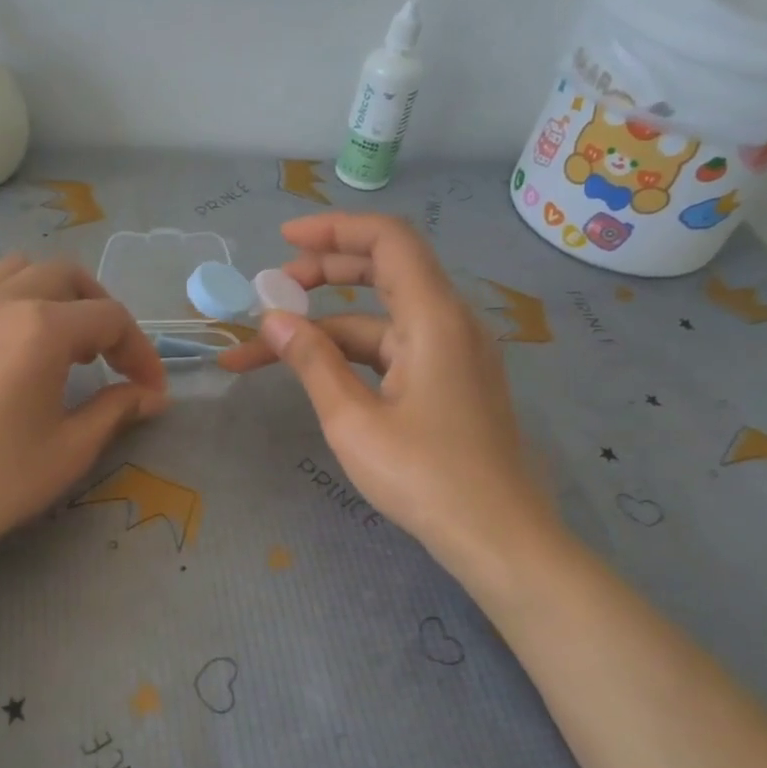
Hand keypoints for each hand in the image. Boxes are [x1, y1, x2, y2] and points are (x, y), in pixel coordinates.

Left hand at [0, 255, 166, 575]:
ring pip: (22, 271)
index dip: (141, 352)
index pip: (111, 318)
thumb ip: (116, 409)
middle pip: (68, 277)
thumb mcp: (69, 449)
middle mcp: (2, 302)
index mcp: (41, 327)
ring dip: (57, 297)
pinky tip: (20, 357)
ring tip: (66, 346)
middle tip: (112, 358)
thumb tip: (151, 396)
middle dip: (102, 311)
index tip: (150, 391)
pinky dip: (19, 304)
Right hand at [220, 213, 555, 564]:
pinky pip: (395, 352)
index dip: (334, 230)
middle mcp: (449, 324)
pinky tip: (318, 374)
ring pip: (382, 322)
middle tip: (270, 293)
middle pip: (384, 274)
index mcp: (434, 317)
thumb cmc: (425, 477)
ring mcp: (453, 355)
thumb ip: (312, 362)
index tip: (283, 240)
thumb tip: (272, 319)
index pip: (387, 241)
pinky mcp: (450, 384)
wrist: (497, 537)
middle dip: (323, 275)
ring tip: (269, 349)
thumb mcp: (353, 420)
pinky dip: (353, 355)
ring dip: (327, 330)